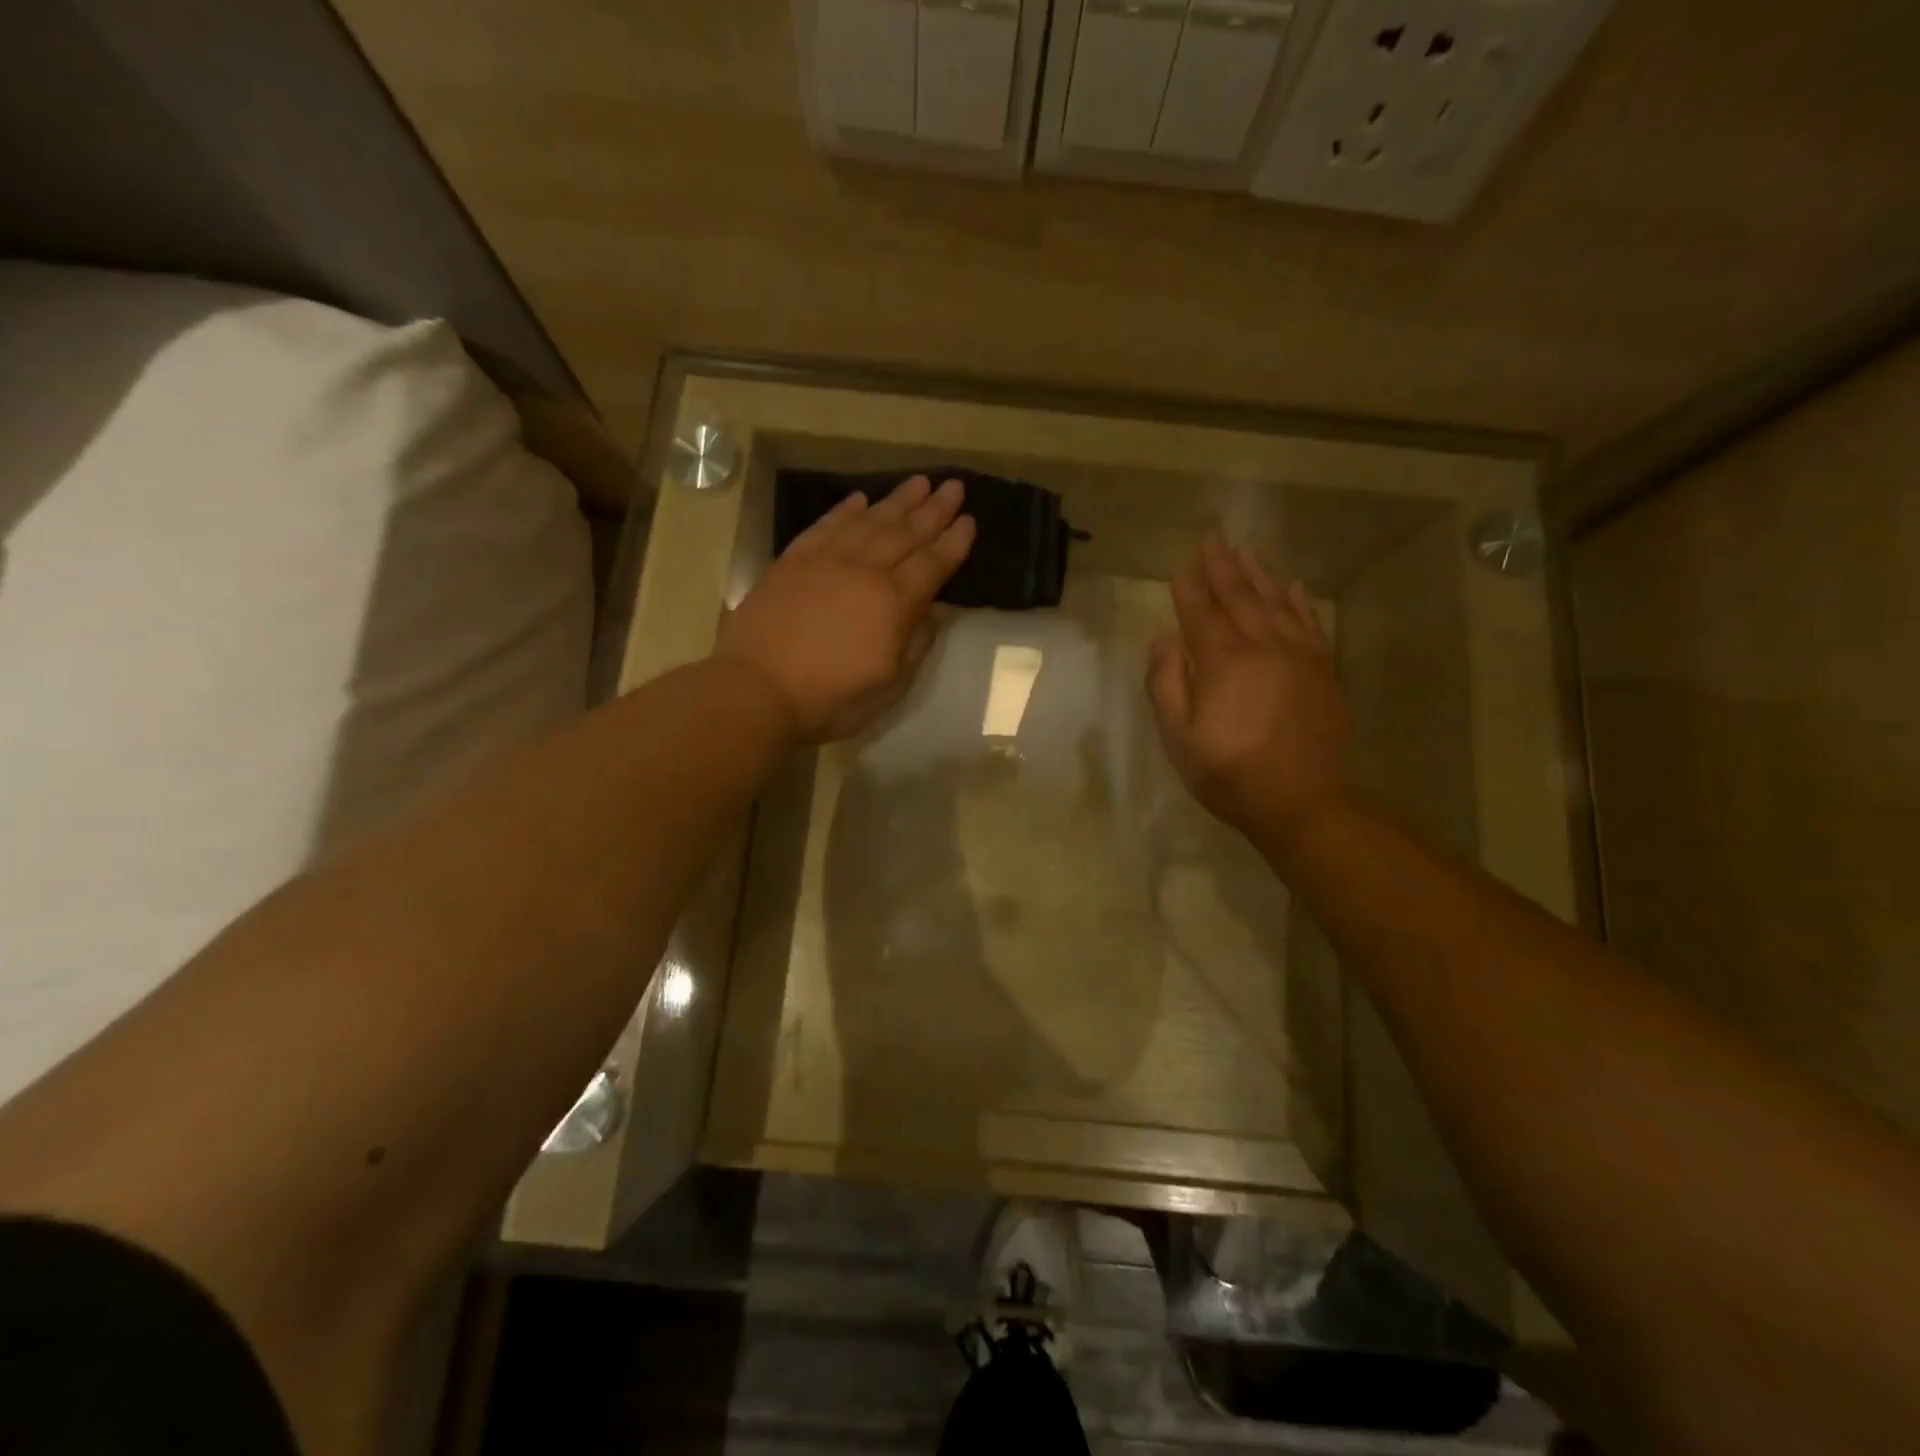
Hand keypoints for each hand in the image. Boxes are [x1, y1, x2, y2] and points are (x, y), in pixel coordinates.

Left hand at [716, 475, 975, 741]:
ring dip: (897, 500)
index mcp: (892, 603)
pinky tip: (860, 499)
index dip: (953, 543)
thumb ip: (915, 644)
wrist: (755, 689)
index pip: (932, 565)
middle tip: (953, 486)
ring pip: (869, 521)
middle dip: (933, 510)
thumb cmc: (829, 698)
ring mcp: (826, 560)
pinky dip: (846, 510)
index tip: (970, 520)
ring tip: (919, 482)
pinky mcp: (793, 560)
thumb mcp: (888, 686)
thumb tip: (931, 611)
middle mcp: (864, 570)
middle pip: (905, 533)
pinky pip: (827, 525)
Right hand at [1146, 534, 1351, 842]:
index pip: (1200, 614)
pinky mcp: (1322, 671)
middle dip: (1223, 567)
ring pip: (1276, 603)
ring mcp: (1298, 656)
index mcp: (1223, 663)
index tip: (1180, 564)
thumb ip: (1166, 685)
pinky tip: (1292, 586)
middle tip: (1212, 539)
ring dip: (1259, 574)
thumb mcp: (1179, 739)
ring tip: (1246, 550)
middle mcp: (1263, 647)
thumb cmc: (1230, 774)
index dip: (1188, 588)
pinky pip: (1310, 624)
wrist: (1304, 802)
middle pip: (1240, 598)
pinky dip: (1299, 602)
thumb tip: (1163, 639)